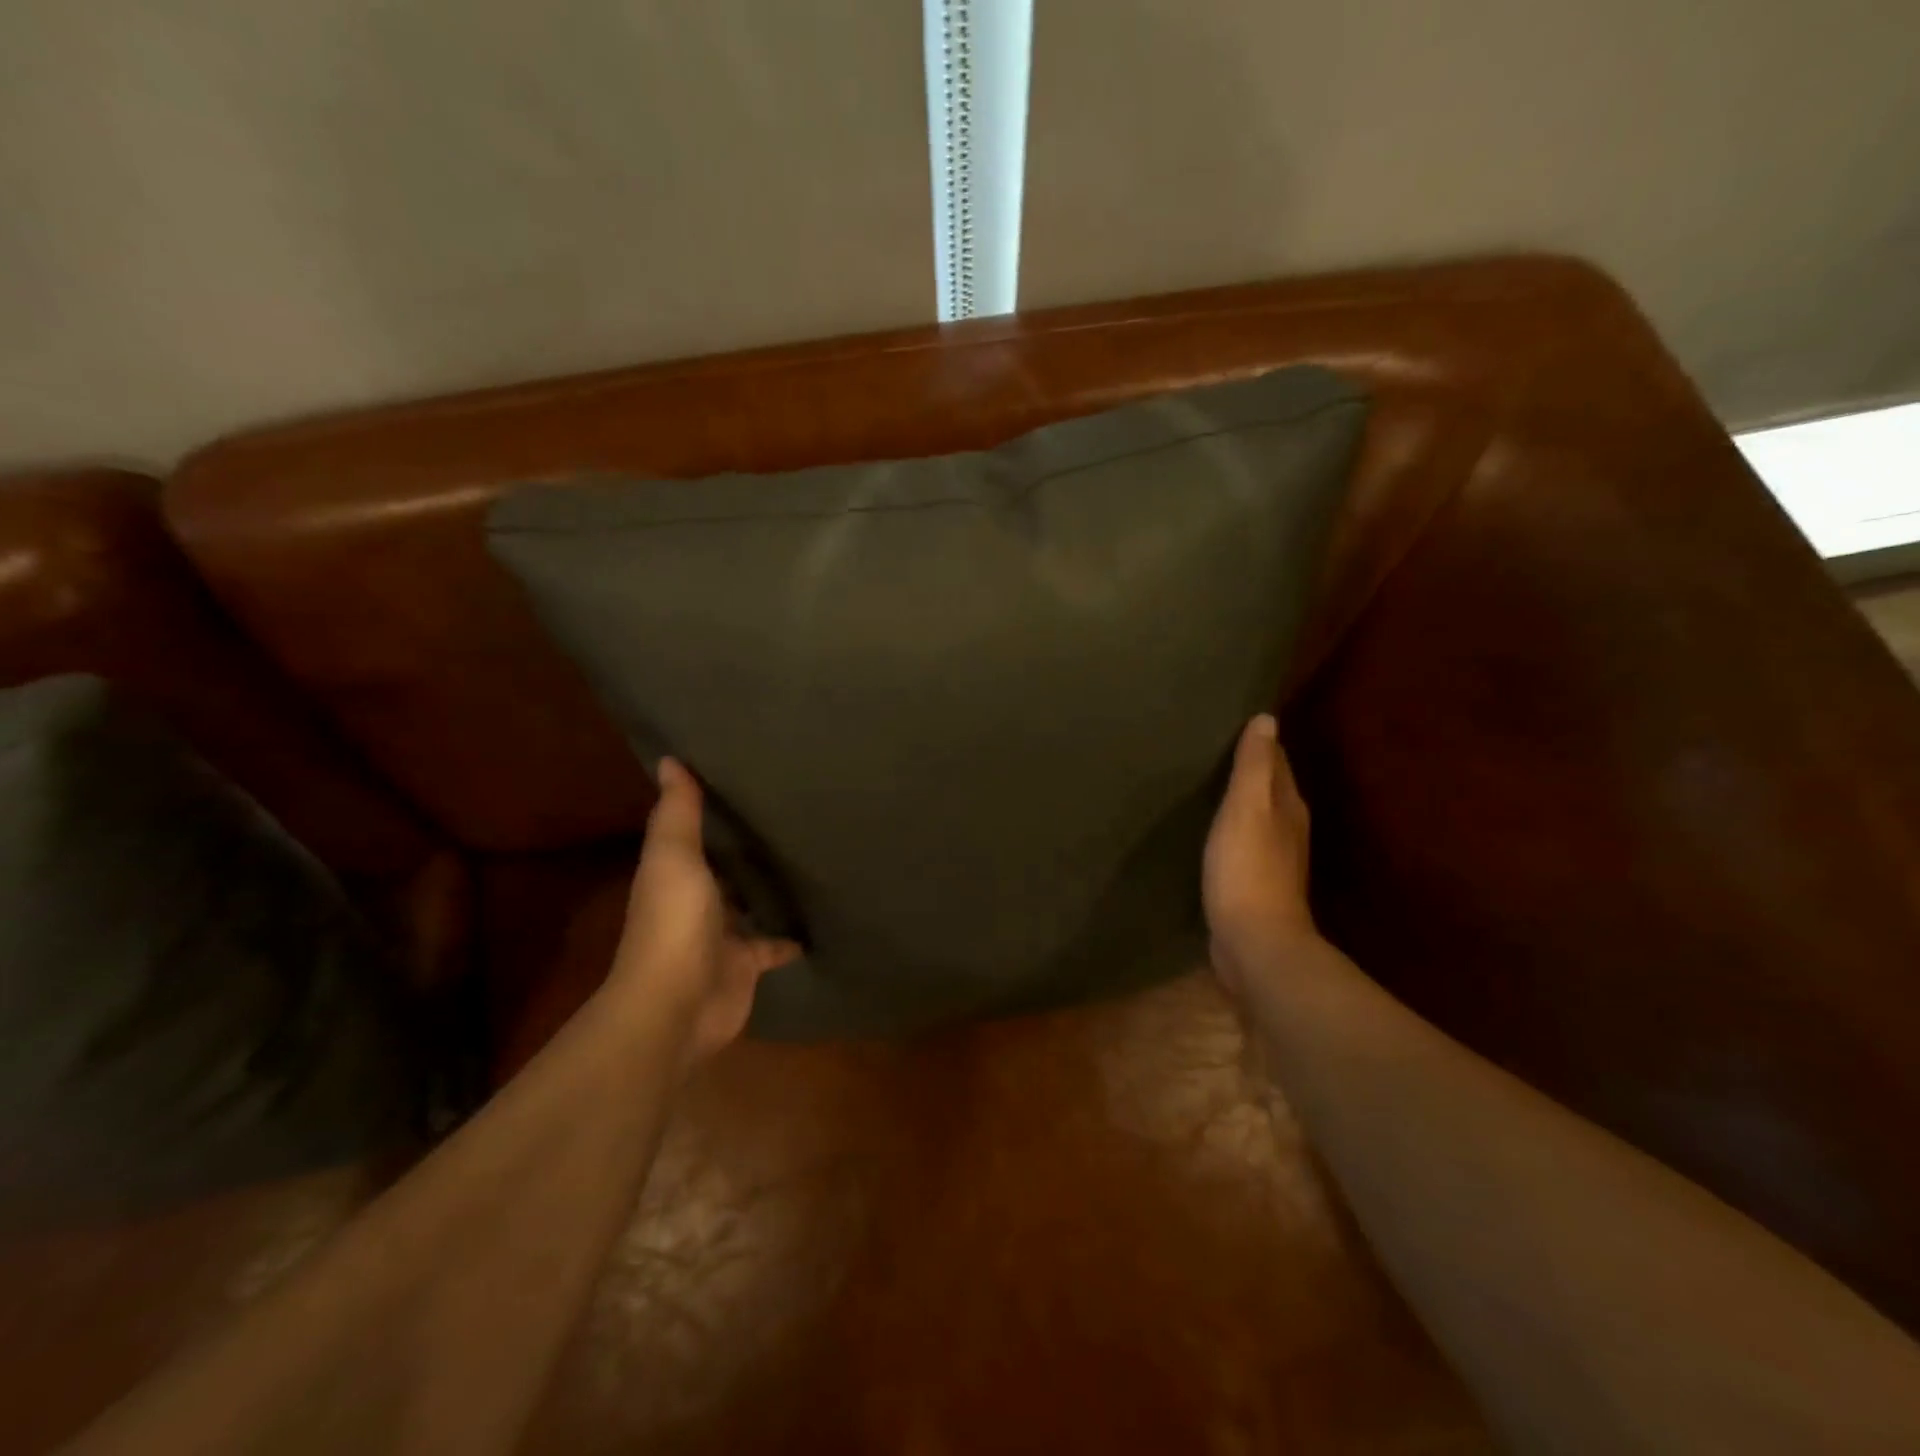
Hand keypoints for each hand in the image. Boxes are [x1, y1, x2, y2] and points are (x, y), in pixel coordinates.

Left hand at [607, 759, 798, 1073]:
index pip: (699, 833)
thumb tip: (670, 758)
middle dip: (751, 847)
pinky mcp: (748, 963)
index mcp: (676, 872)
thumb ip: (677, 813)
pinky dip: (794, 933)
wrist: (676, 1006)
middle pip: (728, 867)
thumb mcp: (674, 858)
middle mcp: (698, 899)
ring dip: (772, 886)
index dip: (717, 809)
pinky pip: (776, 942)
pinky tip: (822, 913)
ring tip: (814, 854)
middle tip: (796, 812)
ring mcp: (723, 934)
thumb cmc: (674, 923)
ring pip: (752, 902)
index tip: (751, 778)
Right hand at [1203, 714, 1321, 995]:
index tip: (1232, 725)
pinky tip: (1209, 833)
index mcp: (1287, 807)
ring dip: (1238, 803)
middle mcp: (1286, 830)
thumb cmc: (1247, 869)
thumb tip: (1267, 719)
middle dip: (1248, 770)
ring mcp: (1272, 861)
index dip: (1259, 744)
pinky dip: (1229, 832)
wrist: (1254, 942)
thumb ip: (1254, 766)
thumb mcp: (1247, 809)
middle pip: (1269, 790)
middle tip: (1212, 751)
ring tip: (1206, 786)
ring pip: (1256, 819)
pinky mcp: (1253, 885)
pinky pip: (1241, 846)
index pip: (1277, 763)